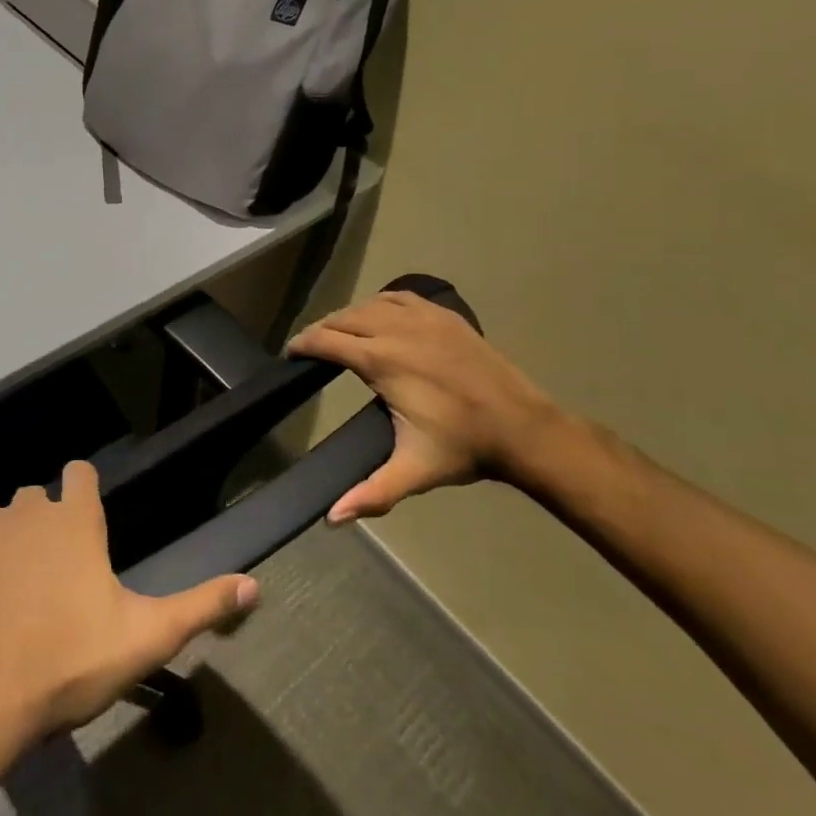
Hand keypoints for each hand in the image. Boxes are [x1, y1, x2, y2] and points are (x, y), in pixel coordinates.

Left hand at [0, 462, 258, 763]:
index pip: (81, 472)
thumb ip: (200, 606)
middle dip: (42, 527)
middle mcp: (27, 506)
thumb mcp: (145, 639)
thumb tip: (255, 585)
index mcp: (74, 519)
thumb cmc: (67, 663)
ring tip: (5, 596)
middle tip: (47, 581)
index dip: (82, 491)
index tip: (84, 524)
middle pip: (36, 499)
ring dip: (2, 544)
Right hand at [289, 288, 564, 521]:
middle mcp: (398, 329)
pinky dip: (380, 303)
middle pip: (343, 317)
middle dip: (321, 330)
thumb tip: (331, 518)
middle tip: (310, 348)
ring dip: (349, 316)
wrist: (525, 429)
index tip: (290, 354)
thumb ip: (371, 492)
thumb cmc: (464, 447)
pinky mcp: (446, 315)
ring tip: (340, 334)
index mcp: (382, 360)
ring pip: (370, 304)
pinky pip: (400, 297)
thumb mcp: (414, 470)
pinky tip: (380, 316)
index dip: (302, 344)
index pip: (326, 340)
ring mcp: (425, 318)